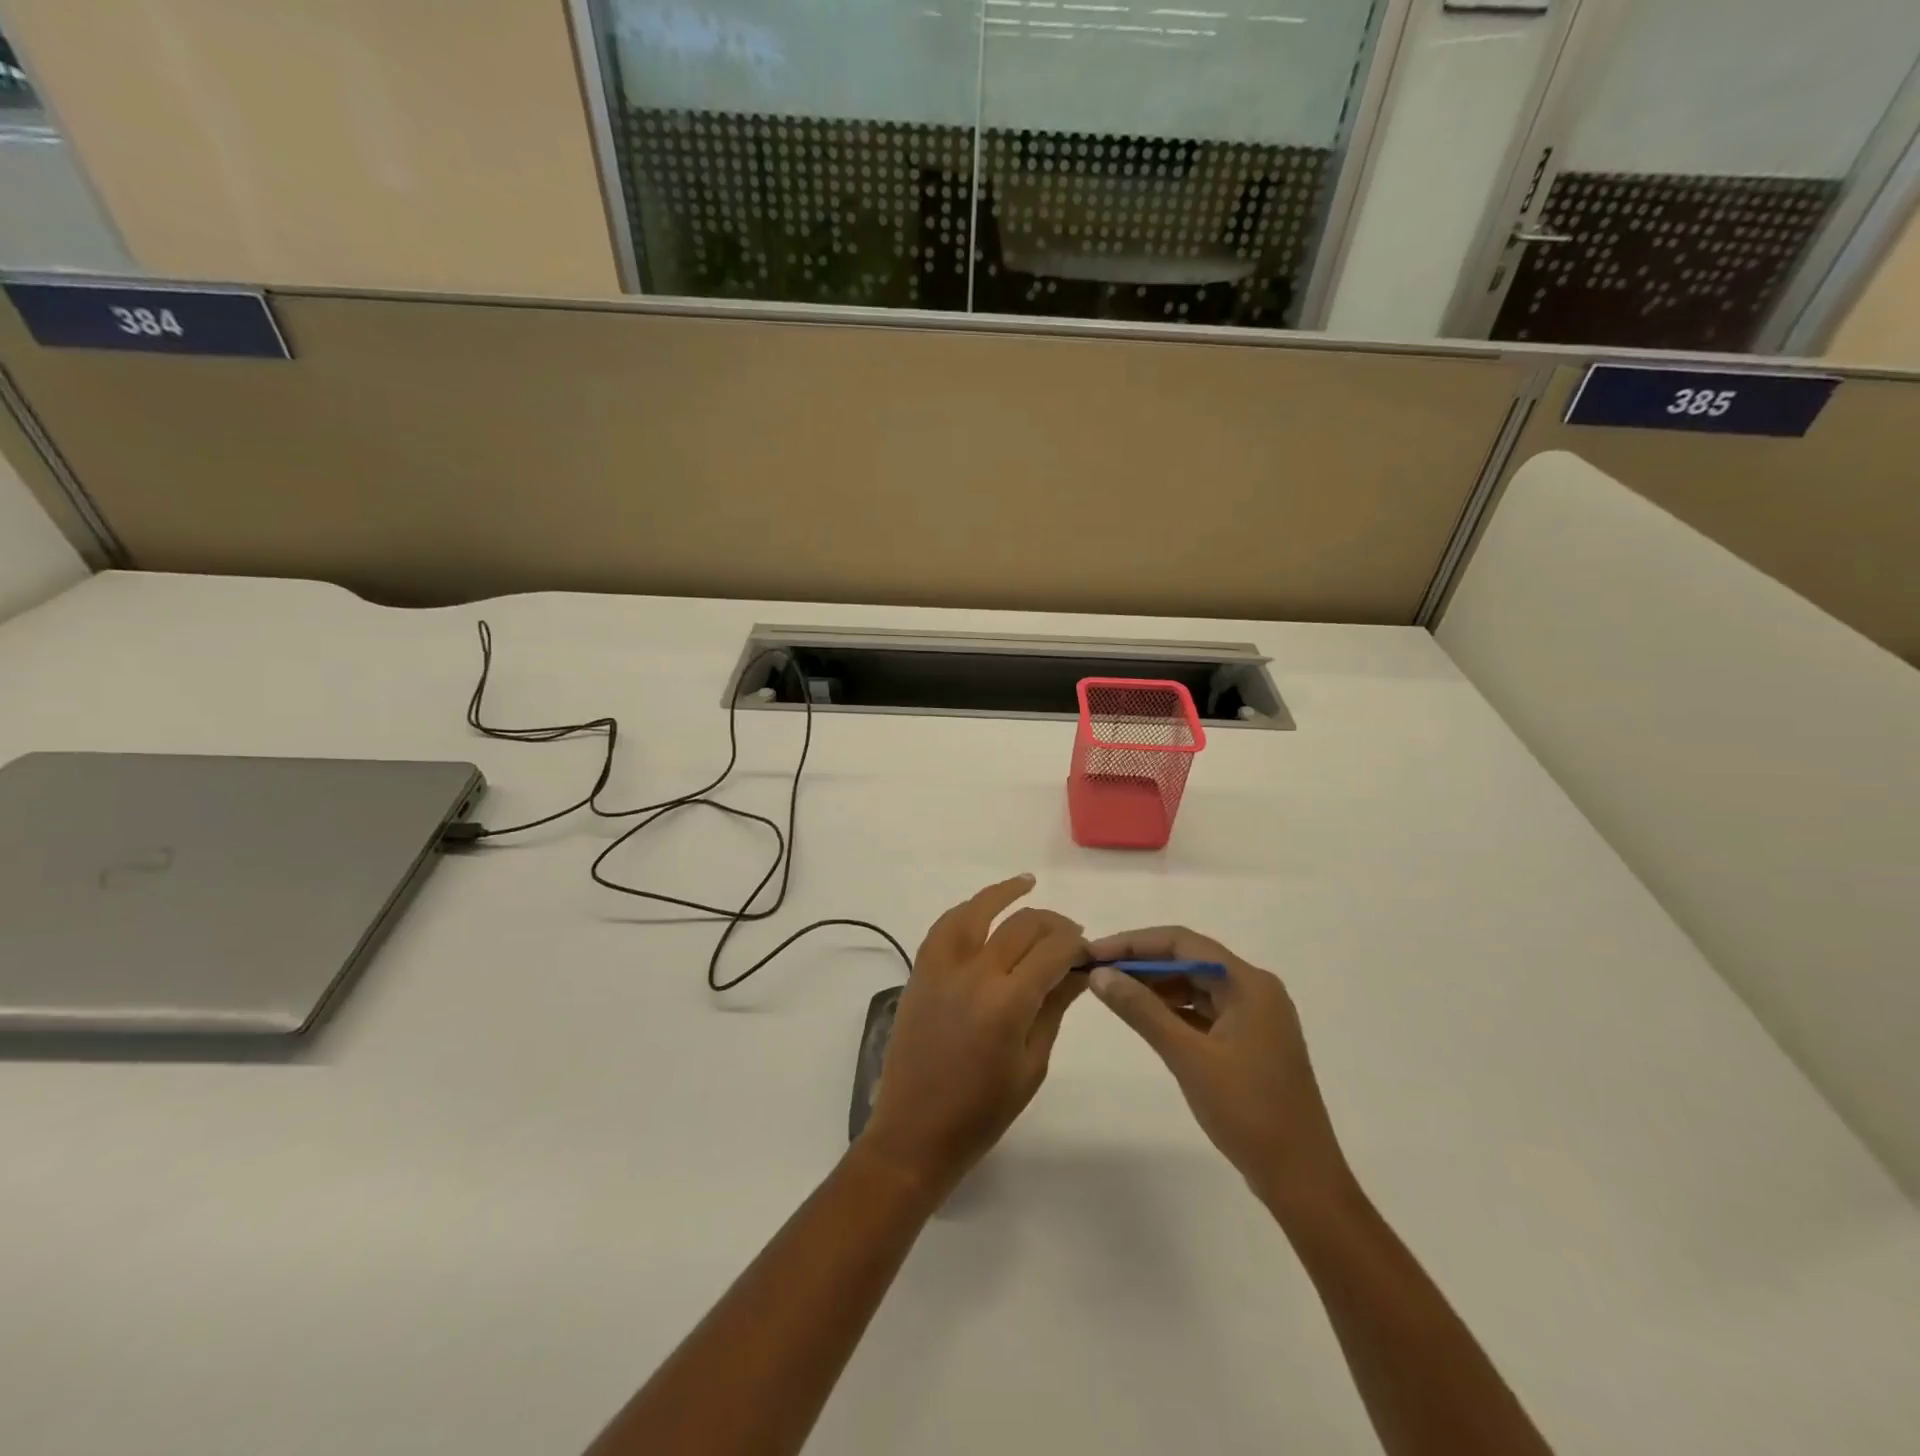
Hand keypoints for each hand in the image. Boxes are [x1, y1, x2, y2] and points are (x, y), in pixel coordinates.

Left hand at [858, 875, 1086, 1195]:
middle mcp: (974, 974)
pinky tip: (982, 909)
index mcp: (1008, 1003)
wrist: (915, 1131)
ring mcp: (941, 968)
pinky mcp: (920, 972)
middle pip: (1021, 926)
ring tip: (1027, 884)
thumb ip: (1054, 1007)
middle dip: (1052, 923)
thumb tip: (1080, 969)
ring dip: (1004, 894)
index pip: (1052, 951)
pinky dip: (967, 911)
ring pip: (976, 911)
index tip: (1088, 949)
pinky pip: (945, 927)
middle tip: (1070, 933)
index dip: (1075, 944)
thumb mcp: (1032, 1064)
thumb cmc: (982, 1112)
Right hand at [1086, 927, 1351, 1210]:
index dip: (1134, 944)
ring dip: (1156, 987)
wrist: (1302, 1178)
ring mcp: (1255, 1017)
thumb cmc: (1247, 1111)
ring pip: (1196, 985)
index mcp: (1248, 983)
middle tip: (1098, 973)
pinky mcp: (1251, 1041)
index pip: (1182, 943)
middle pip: (1190, 960)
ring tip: (1114, 994)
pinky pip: (1205, 1011)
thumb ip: (1142, 1010)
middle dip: (1142, 964)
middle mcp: (1255, 990)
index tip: (1094, 953)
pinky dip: (1174, 1010)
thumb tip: (1099, 974)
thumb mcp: (1187, 1057)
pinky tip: (1146, 1019)